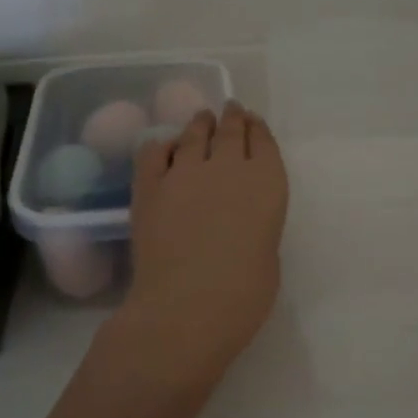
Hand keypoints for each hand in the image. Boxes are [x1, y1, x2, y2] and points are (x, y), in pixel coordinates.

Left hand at [121, 102, 288, 378]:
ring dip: (200, 124)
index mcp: (267, 183)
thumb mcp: (267, 254)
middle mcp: (228, 167)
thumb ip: (257, 225)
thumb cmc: (243, 295)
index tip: (253, 122)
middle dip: (232, 118)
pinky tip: (164, 146)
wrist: (186, 307)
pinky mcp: (149, 186)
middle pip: (231, 130)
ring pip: (193, 134)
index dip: (258, 130)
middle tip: (231, 110)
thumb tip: (240, 218)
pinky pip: (154, 152)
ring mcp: (185, 172)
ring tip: (201, 119)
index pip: (264, 142)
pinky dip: (162, 145)